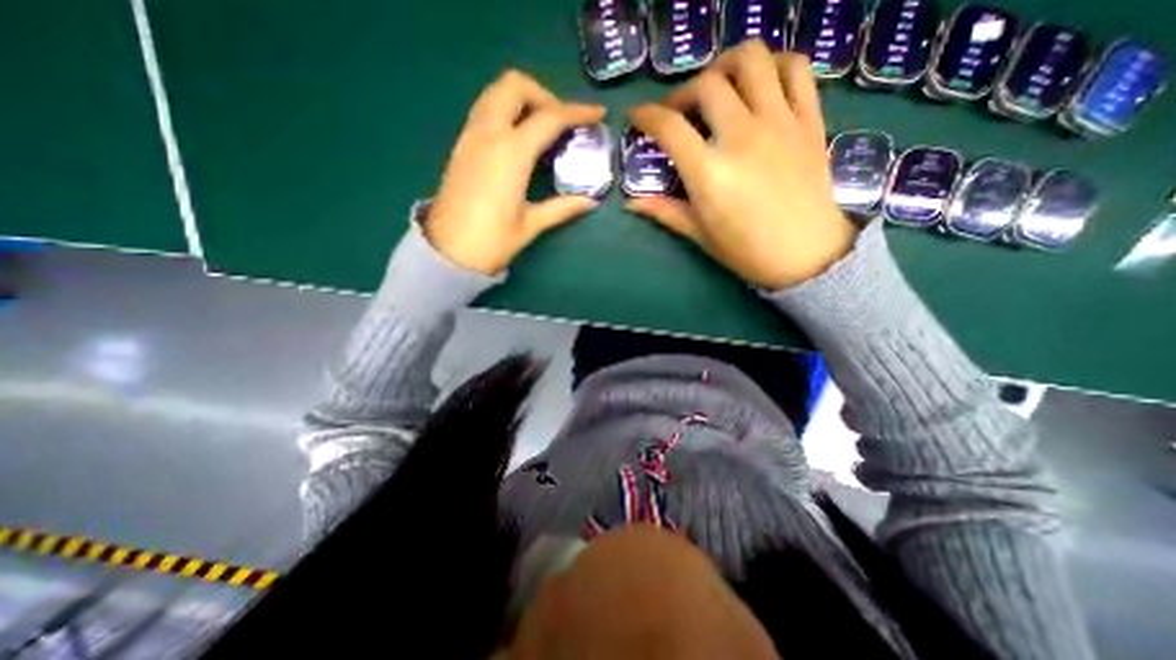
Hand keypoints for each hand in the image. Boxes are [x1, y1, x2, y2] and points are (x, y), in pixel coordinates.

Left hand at [425, 69, 606, 275]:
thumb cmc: (491, 242)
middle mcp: (488, 134)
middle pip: (514, 85)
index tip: (598, 114)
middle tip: (560, 123)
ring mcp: (470, 137)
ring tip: (542, 129)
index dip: (578, 111)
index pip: (549, 117)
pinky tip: (519, 140)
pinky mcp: (461, 146)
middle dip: (544, 95)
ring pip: (496, 93)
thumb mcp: (531, 225)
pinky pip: (485, 110)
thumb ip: (562, 208)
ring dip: (523, 100)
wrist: (447, 253)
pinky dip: (506, 111)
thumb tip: (590, 202)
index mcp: (511, 153)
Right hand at [625, 40, 856, 287]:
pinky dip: (773, 64)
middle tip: (678, 113)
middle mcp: (742, 137)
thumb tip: (631, 203)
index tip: (636, 116)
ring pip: (752, 60)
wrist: (806, 256)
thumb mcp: (700, 234)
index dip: (645, 115)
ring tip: (718, 87)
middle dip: (682, 93)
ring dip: (725, 65)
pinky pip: (796, 69)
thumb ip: (665, 211)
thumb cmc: (747, 251)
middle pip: (706, 85)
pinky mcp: (808, 120)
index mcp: (710, 172)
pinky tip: (760, 84)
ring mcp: (780, 123)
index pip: (669, 127)